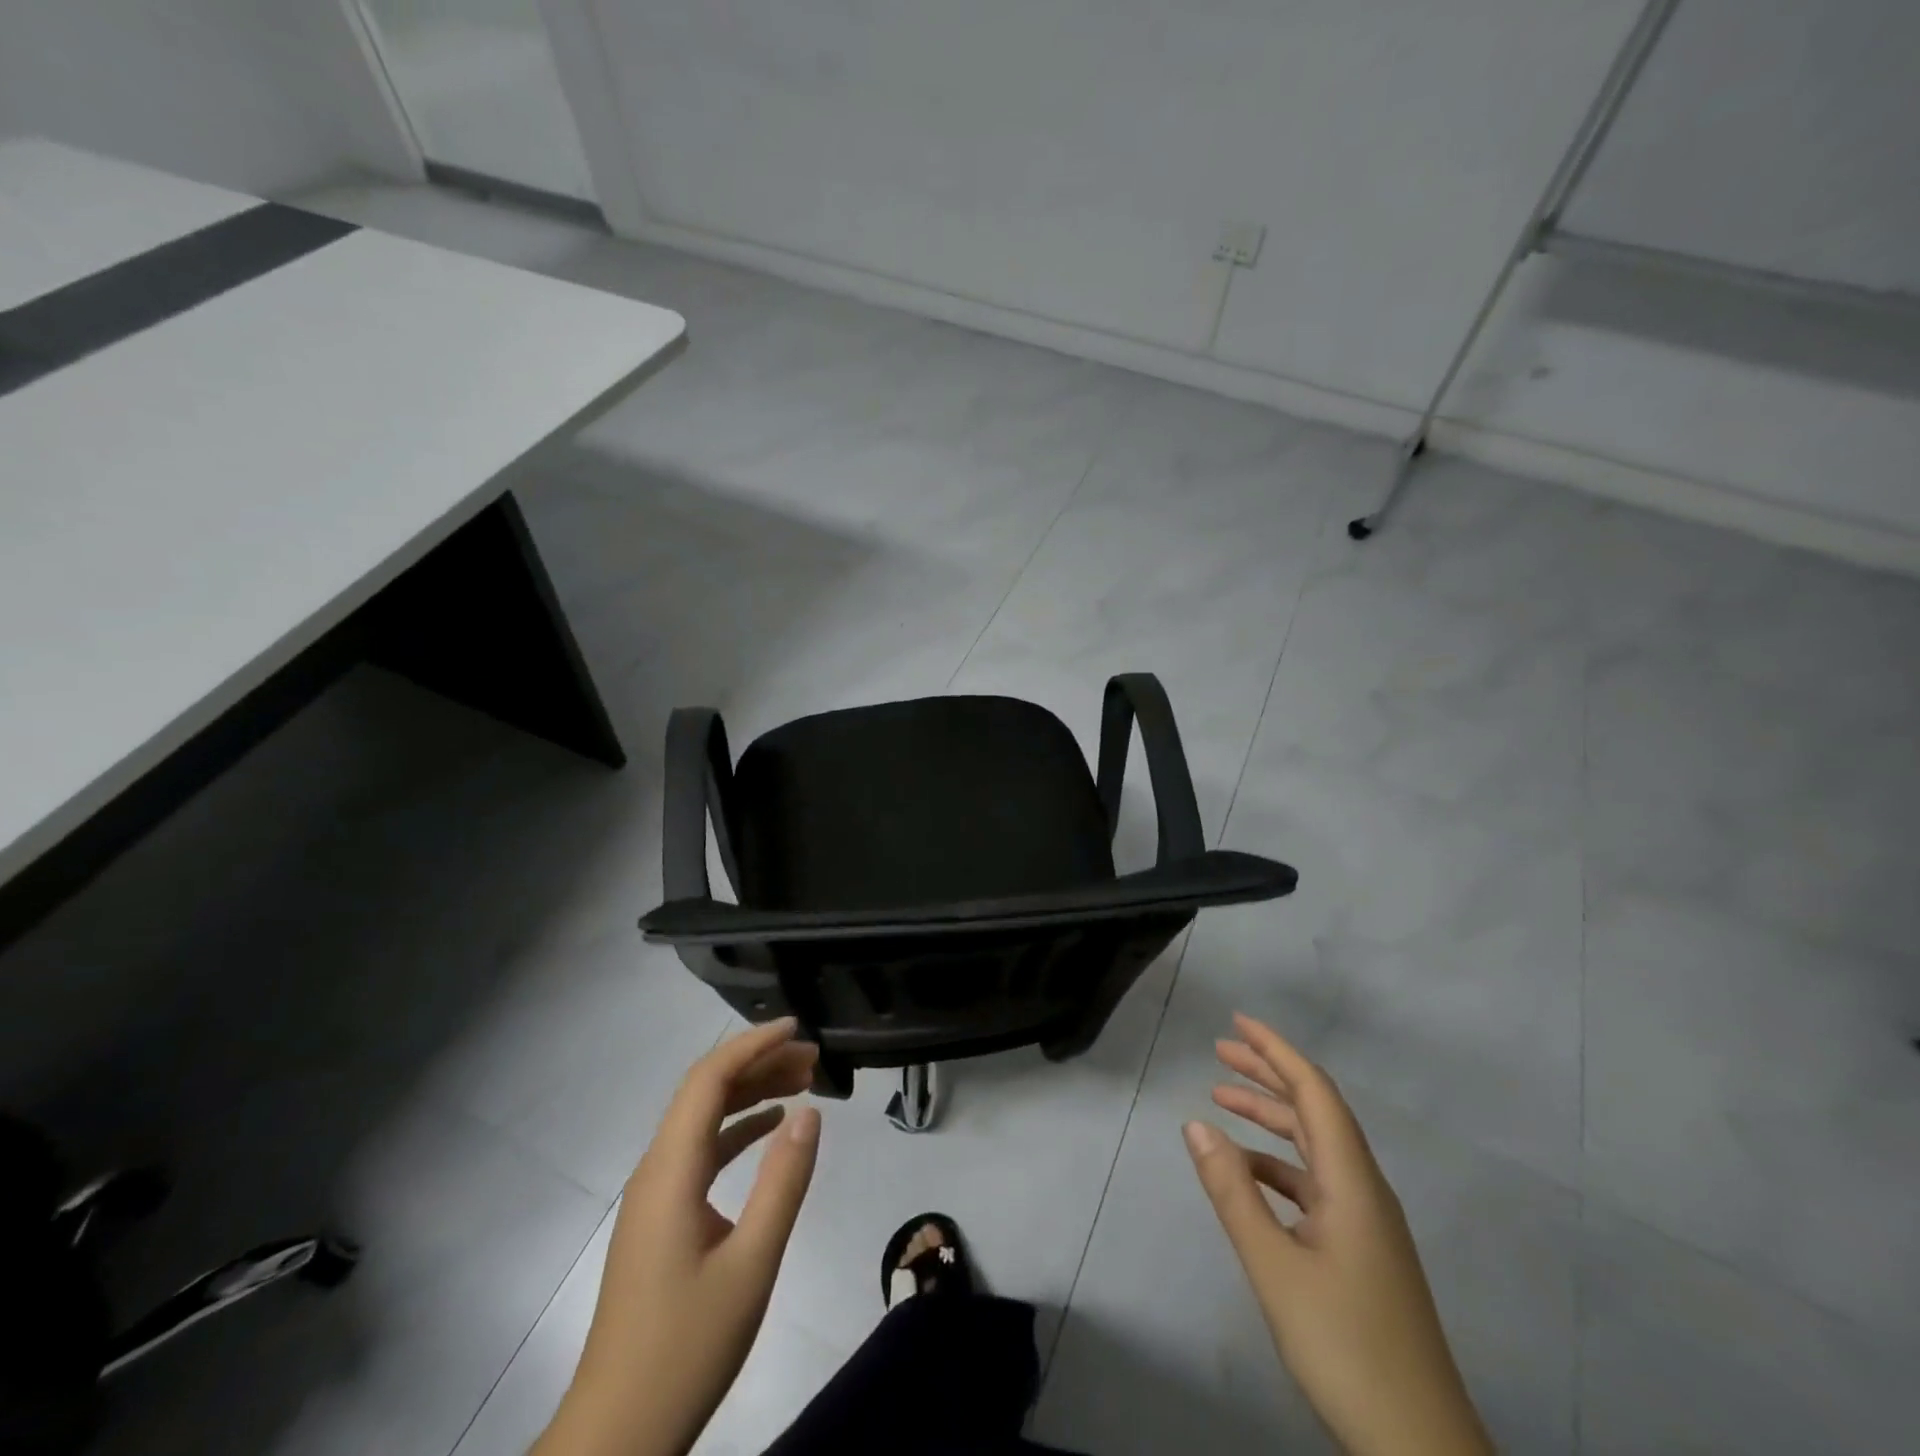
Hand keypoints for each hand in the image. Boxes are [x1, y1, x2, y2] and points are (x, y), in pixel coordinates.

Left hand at [535, 1019, 821, 1455]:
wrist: (617, 1435)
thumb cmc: (686, 1347)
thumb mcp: (751, 1264)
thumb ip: (783, 1182)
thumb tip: (810, 1112)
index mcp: (671, 1171)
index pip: (708, 1080)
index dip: (751, 1045)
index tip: (796, 1028)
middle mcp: (657, 1170)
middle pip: (706, 1092)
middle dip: (759, 1064)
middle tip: (814, 1059)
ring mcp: (655, 1194)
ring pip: (704, 1119)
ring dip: (751, 1094)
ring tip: (803, 1084)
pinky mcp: (661, 1218)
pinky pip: (701, 1151)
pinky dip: (738, 1129)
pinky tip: (771, 1129)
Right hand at [1184, 1014, 1491, 1455]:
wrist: (1420, 1447)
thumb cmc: (1346, 1346)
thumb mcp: (1274, 1266)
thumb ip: (1232, 1192)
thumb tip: (1195, 1123)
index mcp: (1351, 1181)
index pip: (1314, 1091)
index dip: (1276, 1051)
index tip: (1238, 1023)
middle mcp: (1363, 1189)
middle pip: (1315, 1111)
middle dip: (1268, 1075)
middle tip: (1219, 1052)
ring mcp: (1366, 1223)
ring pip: (1313, 1148)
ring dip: (1269, 1119)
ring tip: (1221, 1102)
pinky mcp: (1361, 1251)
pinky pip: (1314, 1184)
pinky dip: (1277, 1165)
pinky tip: (1247, 1175)